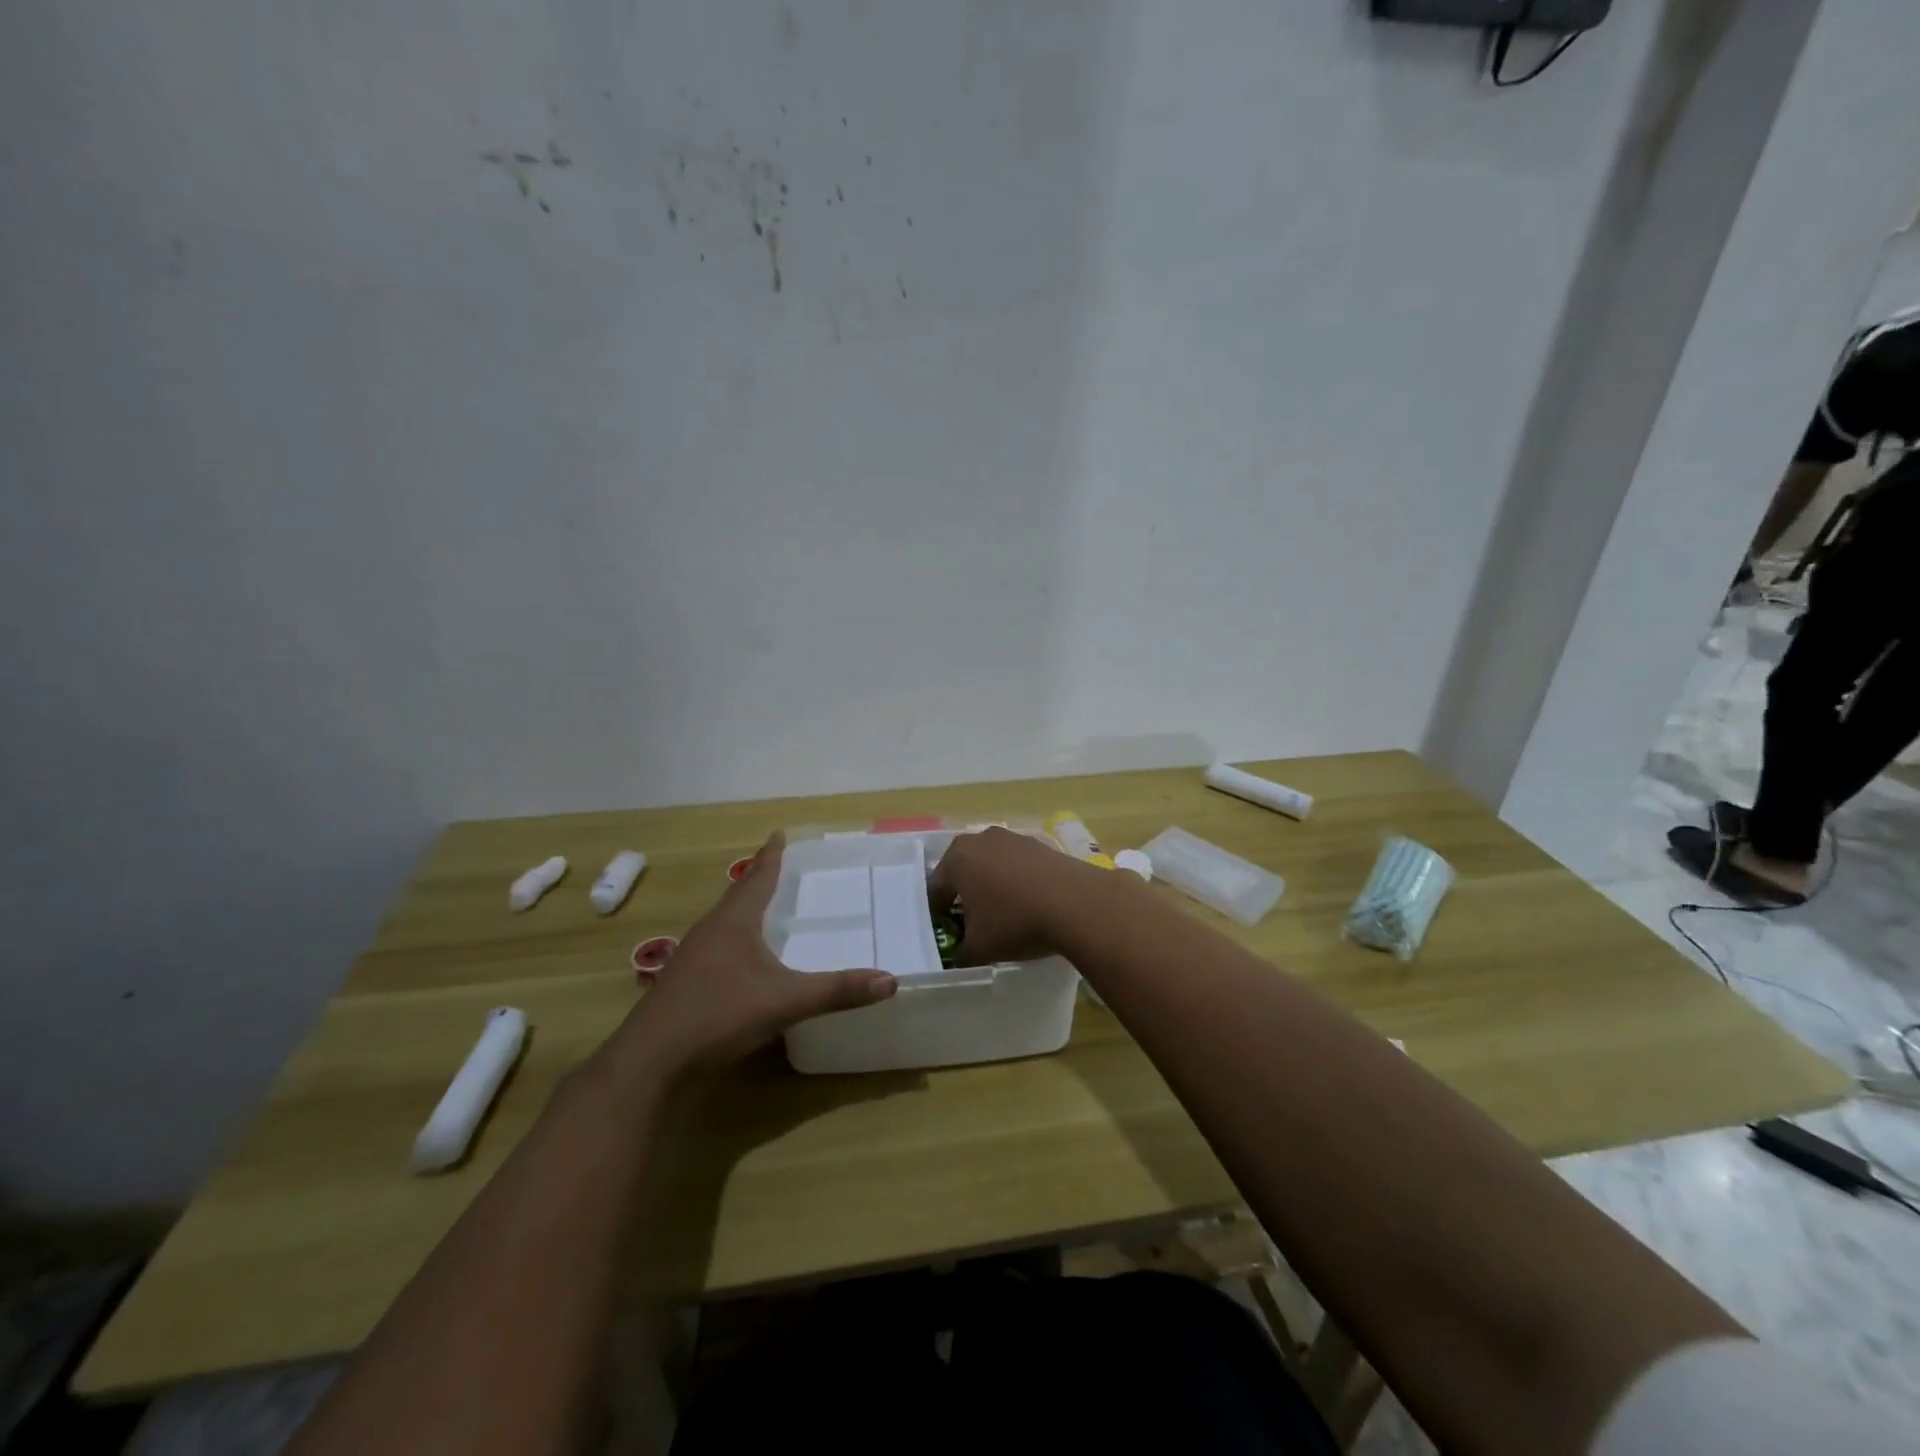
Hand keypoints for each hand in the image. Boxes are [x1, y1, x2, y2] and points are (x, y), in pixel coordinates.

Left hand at [598, 835, 896, 1084]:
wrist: (651, 1059)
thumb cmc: (719, 1014)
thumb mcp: (786, 1001)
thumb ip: (838, 991)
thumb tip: (891, 980)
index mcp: (734, 921)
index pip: (757, 877)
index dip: (771, 856)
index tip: (779, 834)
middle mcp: (711, 930)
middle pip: (737, 895)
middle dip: (758, 879)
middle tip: (778, 866)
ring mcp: (692, 957)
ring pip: (723, 921)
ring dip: (743, 909)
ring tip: (762, 906)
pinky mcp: (684, 983)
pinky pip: (716, 946)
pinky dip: (734, 938)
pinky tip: (741, 958)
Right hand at [928, 827, 1111, 963]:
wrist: (1078, 904)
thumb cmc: (1016, 922)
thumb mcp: (979, 949)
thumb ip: (960, 954)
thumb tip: (957, 959)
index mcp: (957, 858)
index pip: (935, 889)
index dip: (936, 915)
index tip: (944, 934)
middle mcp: (981, 839)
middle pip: (962, 871)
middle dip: (963, 896)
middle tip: (969, 924)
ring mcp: (1013, 838)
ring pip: (991, 865)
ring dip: (991, 886)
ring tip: (1001, 915)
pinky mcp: (1040, 844)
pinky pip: (1017, 865)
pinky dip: (1016, 881)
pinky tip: (1027, 904)